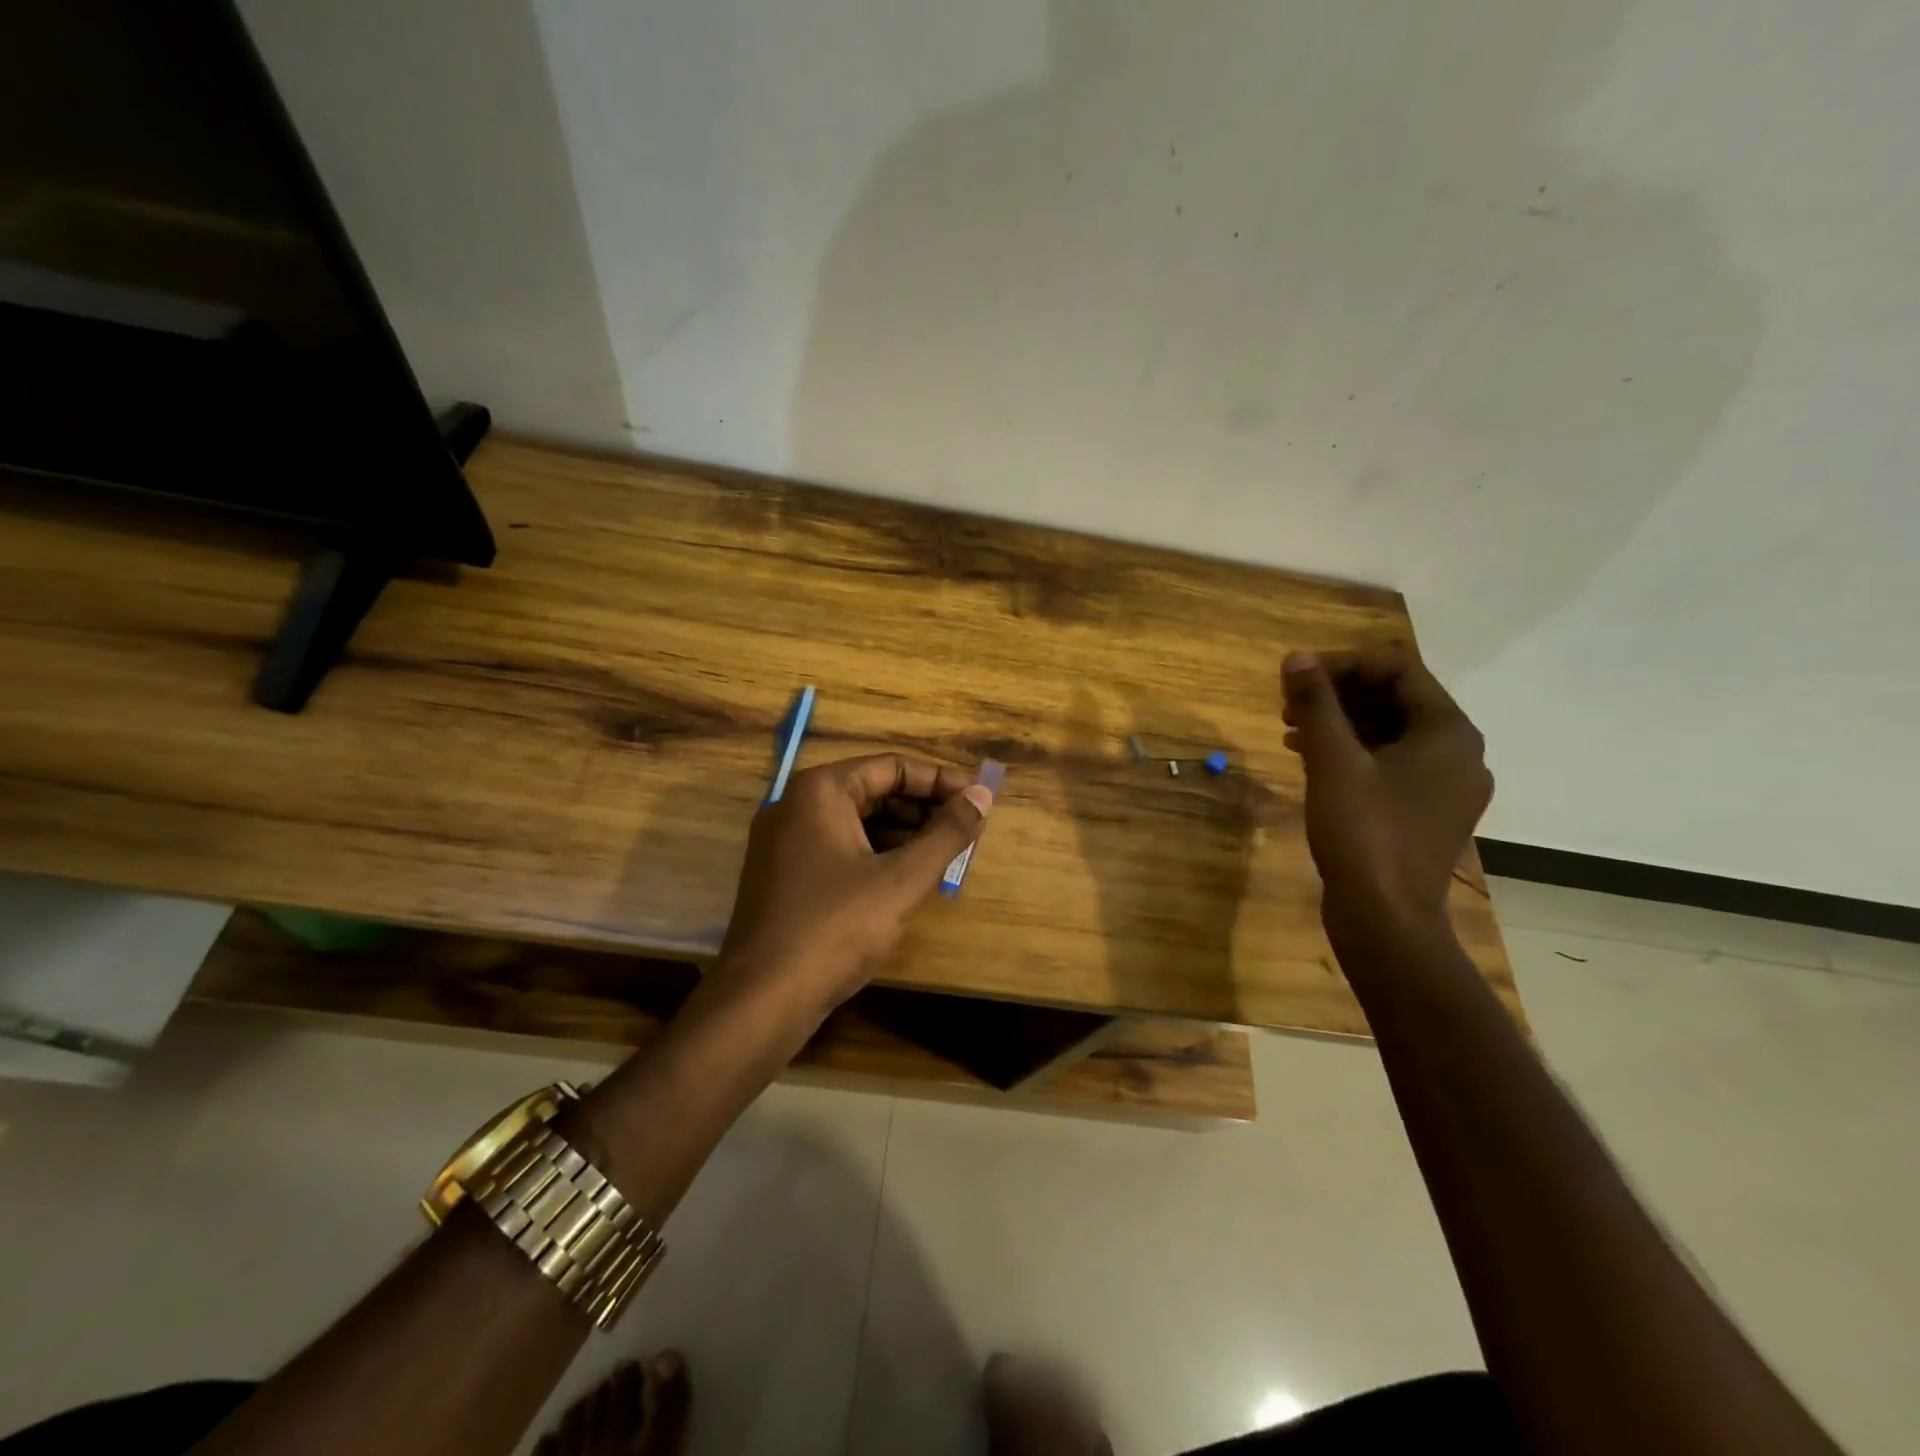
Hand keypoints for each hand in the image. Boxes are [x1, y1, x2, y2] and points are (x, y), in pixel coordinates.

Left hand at [718, 755, 994, 1006]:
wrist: (761, 1000)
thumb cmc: (835, 929)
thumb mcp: (902, 880)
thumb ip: (947, 834)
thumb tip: (982, 796)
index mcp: (820, 791)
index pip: (892, 767)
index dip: (940, 781)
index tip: (978, 800)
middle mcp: (795, 805)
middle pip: (872, 791)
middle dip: (922, 809)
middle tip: (965, 830)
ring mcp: (783, 842)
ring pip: (856, 822)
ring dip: (902, 834)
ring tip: (944, 856)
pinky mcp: (782, 875)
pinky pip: (838, 848)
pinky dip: (875, 856)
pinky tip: (905, 881)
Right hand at [1282, 648, 1491, 941]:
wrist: (1386, 919)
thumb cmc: (1363, 832)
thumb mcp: (1332, 761)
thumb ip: (1316, 705)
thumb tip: (1297, 657)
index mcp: (1448, 732)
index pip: (1399, 670)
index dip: (1344, 665)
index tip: (1297, 678)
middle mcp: (1459, 753)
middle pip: (1397, 699)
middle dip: (1339, 694)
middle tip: (1289, 704)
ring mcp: (1446, 787)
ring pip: (1391, 733)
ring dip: (1341, 723)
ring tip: (1291, 730)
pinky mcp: (1426, 813)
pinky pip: (1391, 764)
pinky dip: (1353, 753)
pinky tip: (1311, 760)